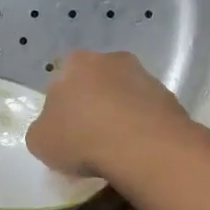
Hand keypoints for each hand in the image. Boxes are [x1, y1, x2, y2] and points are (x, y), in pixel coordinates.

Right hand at [26, 50, 191, 179]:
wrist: (142, 147)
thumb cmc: (81, 138)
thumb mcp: (40, 141)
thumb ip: (43, 129)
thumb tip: (52, 128)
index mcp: (75, 63)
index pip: (61, 79)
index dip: (60, 105)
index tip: (63, 130)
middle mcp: (110, 59)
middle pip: (95, 82)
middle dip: (92, 105)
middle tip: (88, 137)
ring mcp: (144, 75)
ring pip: (123, 95)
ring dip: (119, 114)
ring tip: (115, 148)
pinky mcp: (169, 97)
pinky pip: (146, 112)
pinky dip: (141, 127)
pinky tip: (136, 150)